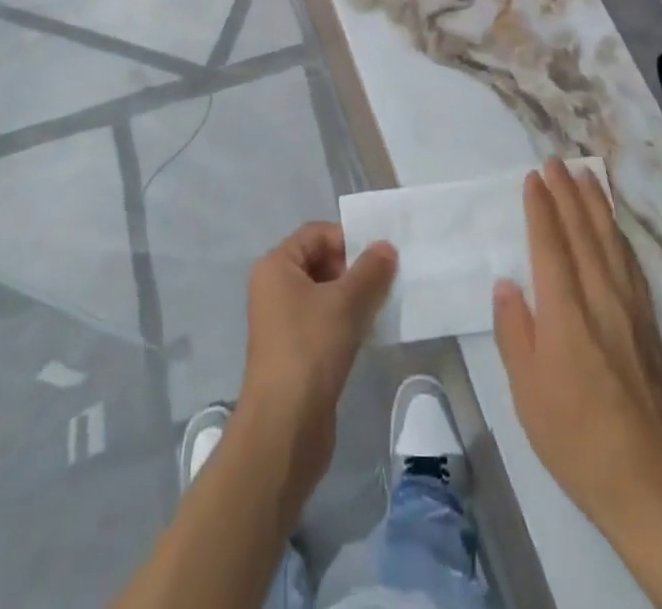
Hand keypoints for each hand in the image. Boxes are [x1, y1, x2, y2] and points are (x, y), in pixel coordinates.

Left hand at [238, 222, 396, 506]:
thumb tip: (386, 247)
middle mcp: (274, 288)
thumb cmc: (310, 349)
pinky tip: (369, 334)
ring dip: (354, 297)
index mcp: (276, 266)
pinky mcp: (295, 352)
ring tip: (381, 308)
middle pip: (321, 261)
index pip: (316, 233)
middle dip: (354, 269)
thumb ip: (370, 270)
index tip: (379, 259)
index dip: (348, 239)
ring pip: (325, 294)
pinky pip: (325, 322)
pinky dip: (347, 322)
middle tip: (384, 283)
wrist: (284, 428)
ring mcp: (283, 322)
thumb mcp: (346, 302)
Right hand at [493, 159, 661, 534]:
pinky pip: (631, 264)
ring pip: (611, 242)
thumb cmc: (576, 439)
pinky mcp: (651, 325)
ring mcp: (631, 310)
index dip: (541, 207)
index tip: (533, 177)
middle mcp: (601, 298)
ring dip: (596, 205)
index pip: (550, 245)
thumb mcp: (527, 392)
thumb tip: (507, 284)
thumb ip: (515, 331)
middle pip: (583, 233)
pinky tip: (616, 229)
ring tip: (586, 177)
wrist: (651, 484)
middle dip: (567, 194)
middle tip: (556, 162)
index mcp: (565, 313)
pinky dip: (620, 236)